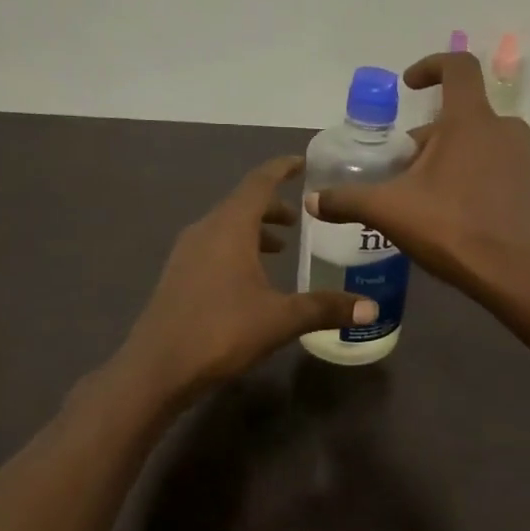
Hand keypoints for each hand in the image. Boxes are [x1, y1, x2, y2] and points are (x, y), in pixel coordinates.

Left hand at [122, 156, 374, 397]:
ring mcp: (187, 252)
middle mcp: (206, 230)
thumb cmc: (221, 331)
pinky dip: (237, 248)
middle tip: (299, 218)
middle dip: (272, 206)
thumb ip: (325, 308)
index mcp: (230, 227)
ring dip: (253, 230)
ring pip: (226, 226)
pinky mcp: (178, 275)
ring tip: (280, 248)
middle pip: (242, 203)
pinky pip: (213, 246)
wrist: (157, 367)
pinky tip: (250, 278)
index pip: (259, 182)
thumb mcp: (280, 319)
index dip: (281, 169)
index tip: (302, 163)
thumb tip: (371, 307)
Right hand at [305, 52, 529, 296]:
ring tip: (424, 198)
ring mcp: (524, 158)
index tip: (409, 85)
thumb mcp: (390, 212)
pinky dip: (472, 178)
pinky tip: (455, 216)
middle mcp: (504, 129)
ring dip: (448, 160)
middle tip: (401, 173)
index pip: (458, 67)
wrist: (521, 277)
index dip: (430, 66)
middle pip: (458, 118)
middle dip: (426, 139)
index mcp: (470, 120)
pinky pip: (497, 168)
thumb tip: (312, 201)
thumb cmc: (454, 229)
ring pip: (477, 144)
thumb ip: (348, 200)